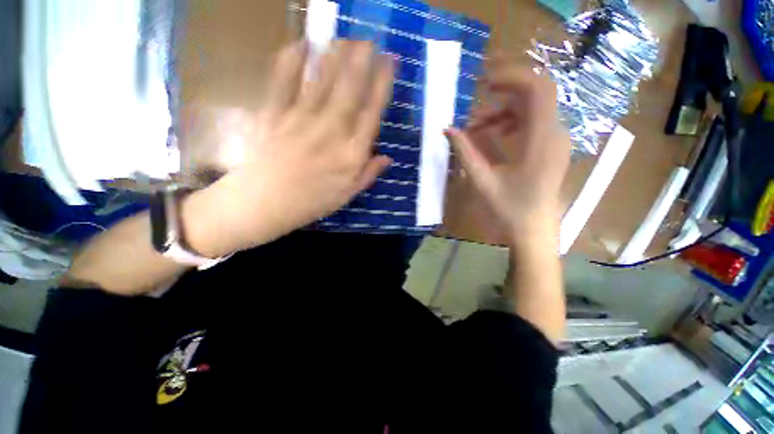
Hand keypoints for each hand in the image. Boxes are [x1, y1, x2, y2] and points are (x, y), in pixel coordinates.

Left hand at [186, 40, 394, 255]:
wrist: (265, 204)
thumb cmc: (312, 202)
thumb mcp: (347, 194)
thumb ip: (368, 173)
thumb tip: (388, 158)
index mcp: (350, 153)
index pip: (372, 113)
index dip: (383, 85)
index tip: (390, 63)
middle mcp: (330, 132)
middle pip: (349, 90)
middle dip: (362, 61)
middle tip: (370, 40)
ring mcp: (301, 120)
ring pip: (322, 80)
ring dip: (335, 56)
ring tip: (346, 38)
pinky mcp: (274, 114)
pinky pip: (283, 82)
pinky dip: (291, 60)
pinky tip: (301, 43)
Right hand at [445, 64, 569, 239]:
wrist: (532, 230)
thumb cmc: (509, 210)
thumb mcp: (482, 181)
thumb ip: (465, 152)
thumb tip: (448, 130)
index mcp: (541, 141)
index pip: (539, 89)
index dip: (513, 77)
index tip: (484, 82)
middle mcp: (555, 134)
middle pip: (534, 95)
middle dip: (502, 94)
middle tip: (475, 104)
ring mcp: (554, 139)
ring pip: (531, 108)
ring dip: (502, 111)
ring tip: (475, 128)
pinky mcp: (549, 146)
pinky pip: (531, 122)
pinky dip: (510, 121)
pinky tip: (492, 134)